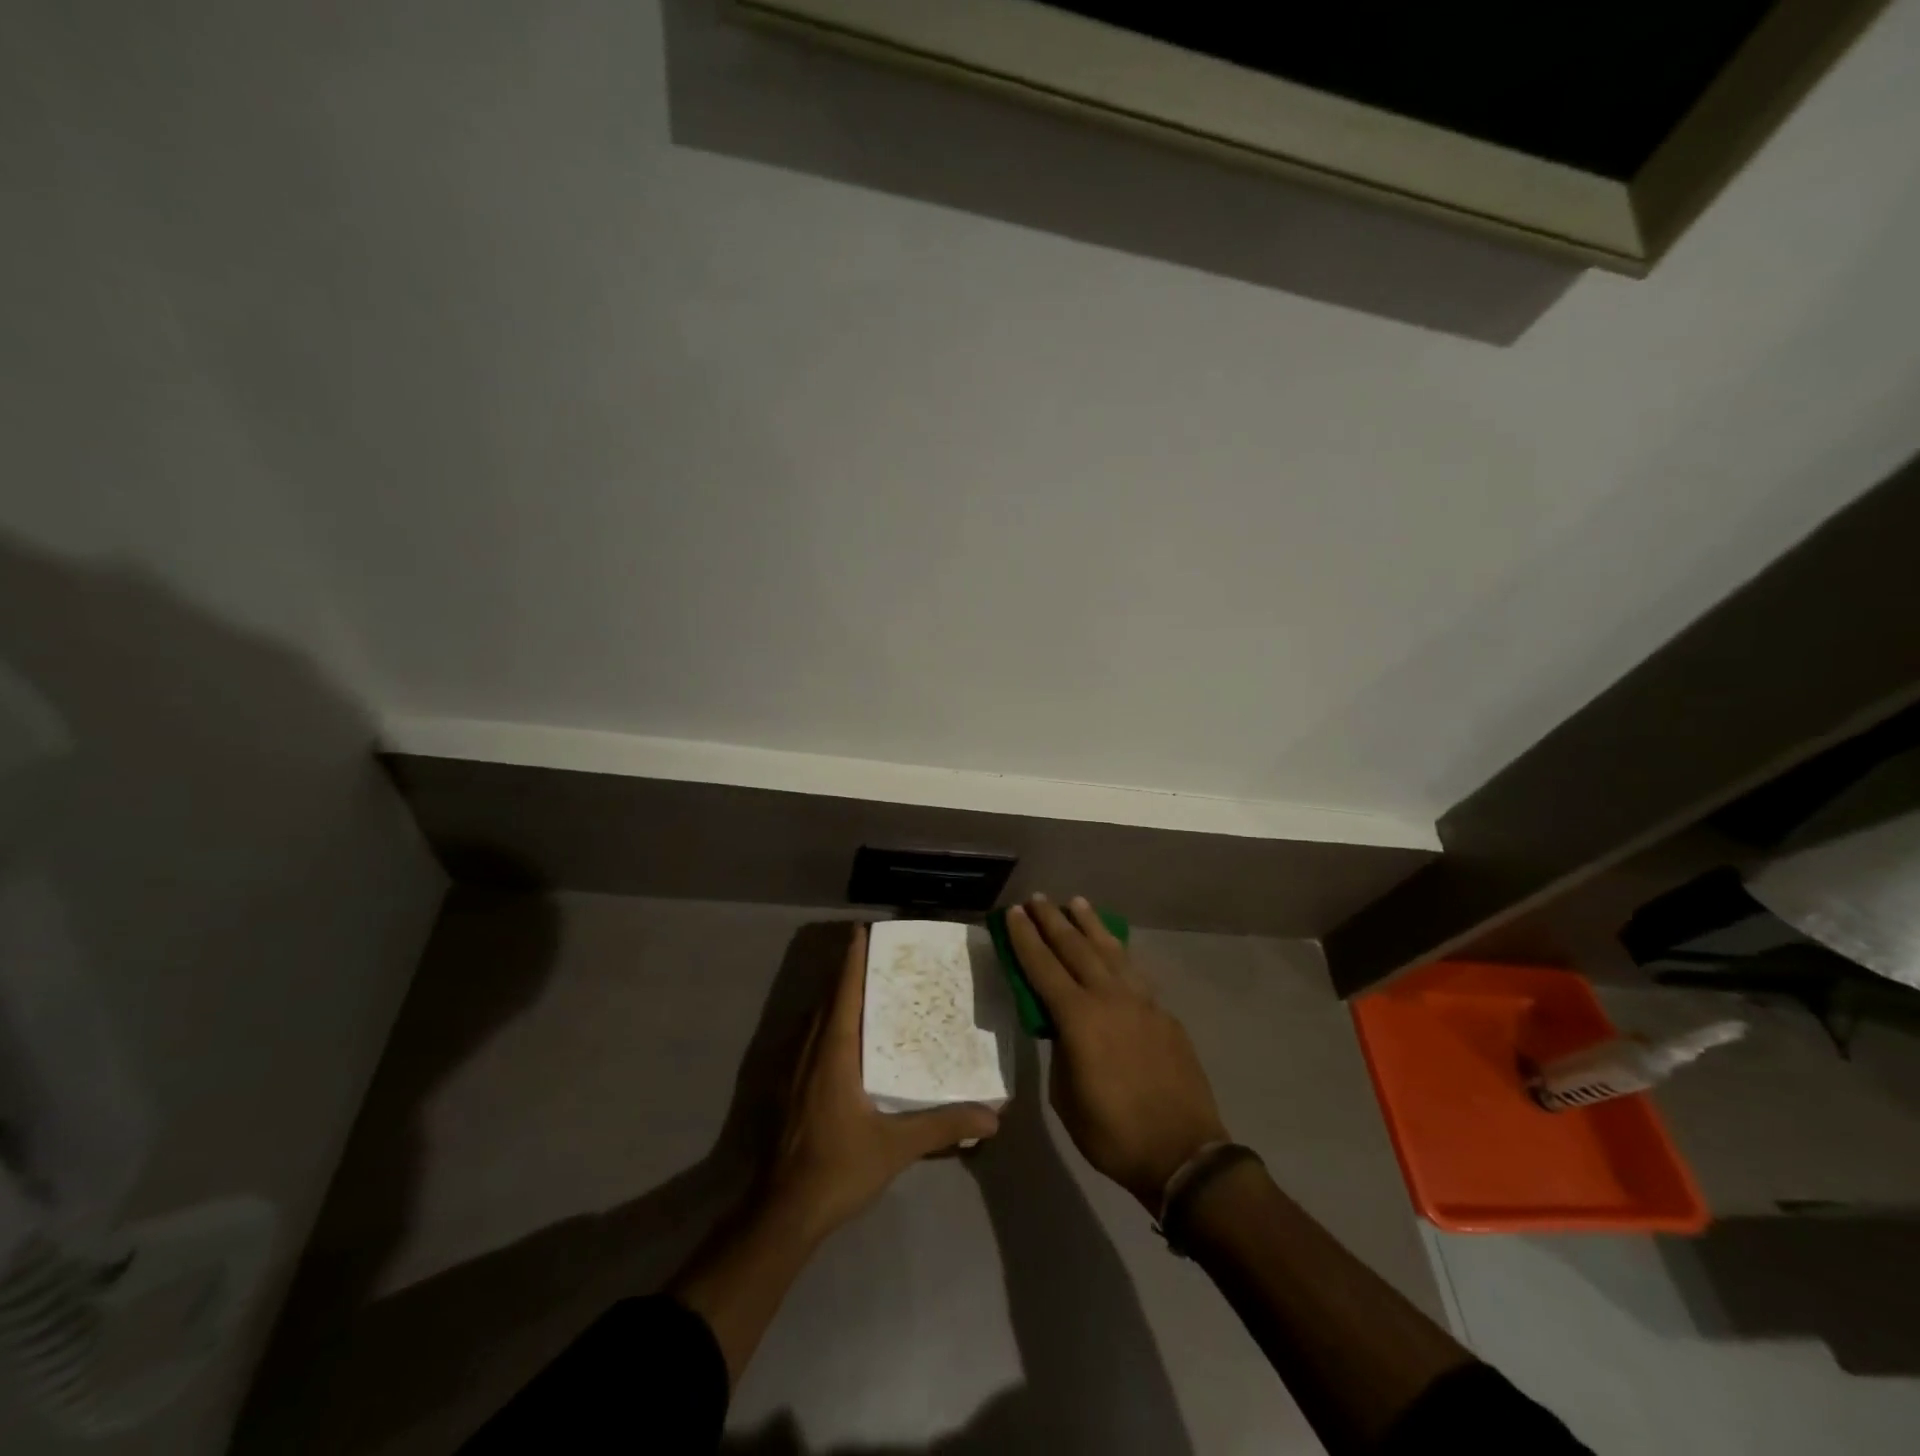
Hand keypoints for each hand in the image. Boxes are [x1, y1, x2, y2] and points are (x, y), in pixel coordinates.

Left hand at [762, 924, 999, 1240]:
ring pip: (815, 1020)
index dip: (852, 960)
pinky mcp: (789, 1091)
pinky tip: (844, 1039)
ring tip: (864, 989)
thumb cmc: (838, 1168)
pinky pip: (809, 1040)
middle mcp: (810, 1052)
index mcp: (833, 1053)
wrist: (783, 1213)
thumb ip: (943, 1126)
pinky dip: (827, 1024)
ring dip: (835, 999)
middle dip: (847, 973)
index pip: (844, 992)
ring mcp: (793, 1071)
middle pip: (828, 1000)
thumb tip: (993, 1116)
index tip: (862, 931)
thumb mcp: (896, 1146)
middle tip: (876, 956)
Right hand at [1005, 896, 1228, 1209]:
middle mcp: (1110, 998)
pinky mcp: (1164, 1014)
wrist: (1183, 1152)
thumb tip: (1064, 1029)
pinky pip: (1135, 973)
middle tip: (1038, 898)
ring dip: (1091, 925)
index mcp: (1079, 1018)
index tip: (1014, 913)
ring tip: (1077, 903)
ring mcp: (1142, 1002)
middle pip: (1076, 948)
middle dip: (1053, 920)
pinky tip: (1114, 948)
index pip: (1043, 967)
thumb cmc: (1113, 1133)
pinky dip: (1118, 953)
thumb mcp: (1066, 1096)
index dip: (1026, 939)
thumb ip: (1061, 1051)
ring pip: (1111, 951)